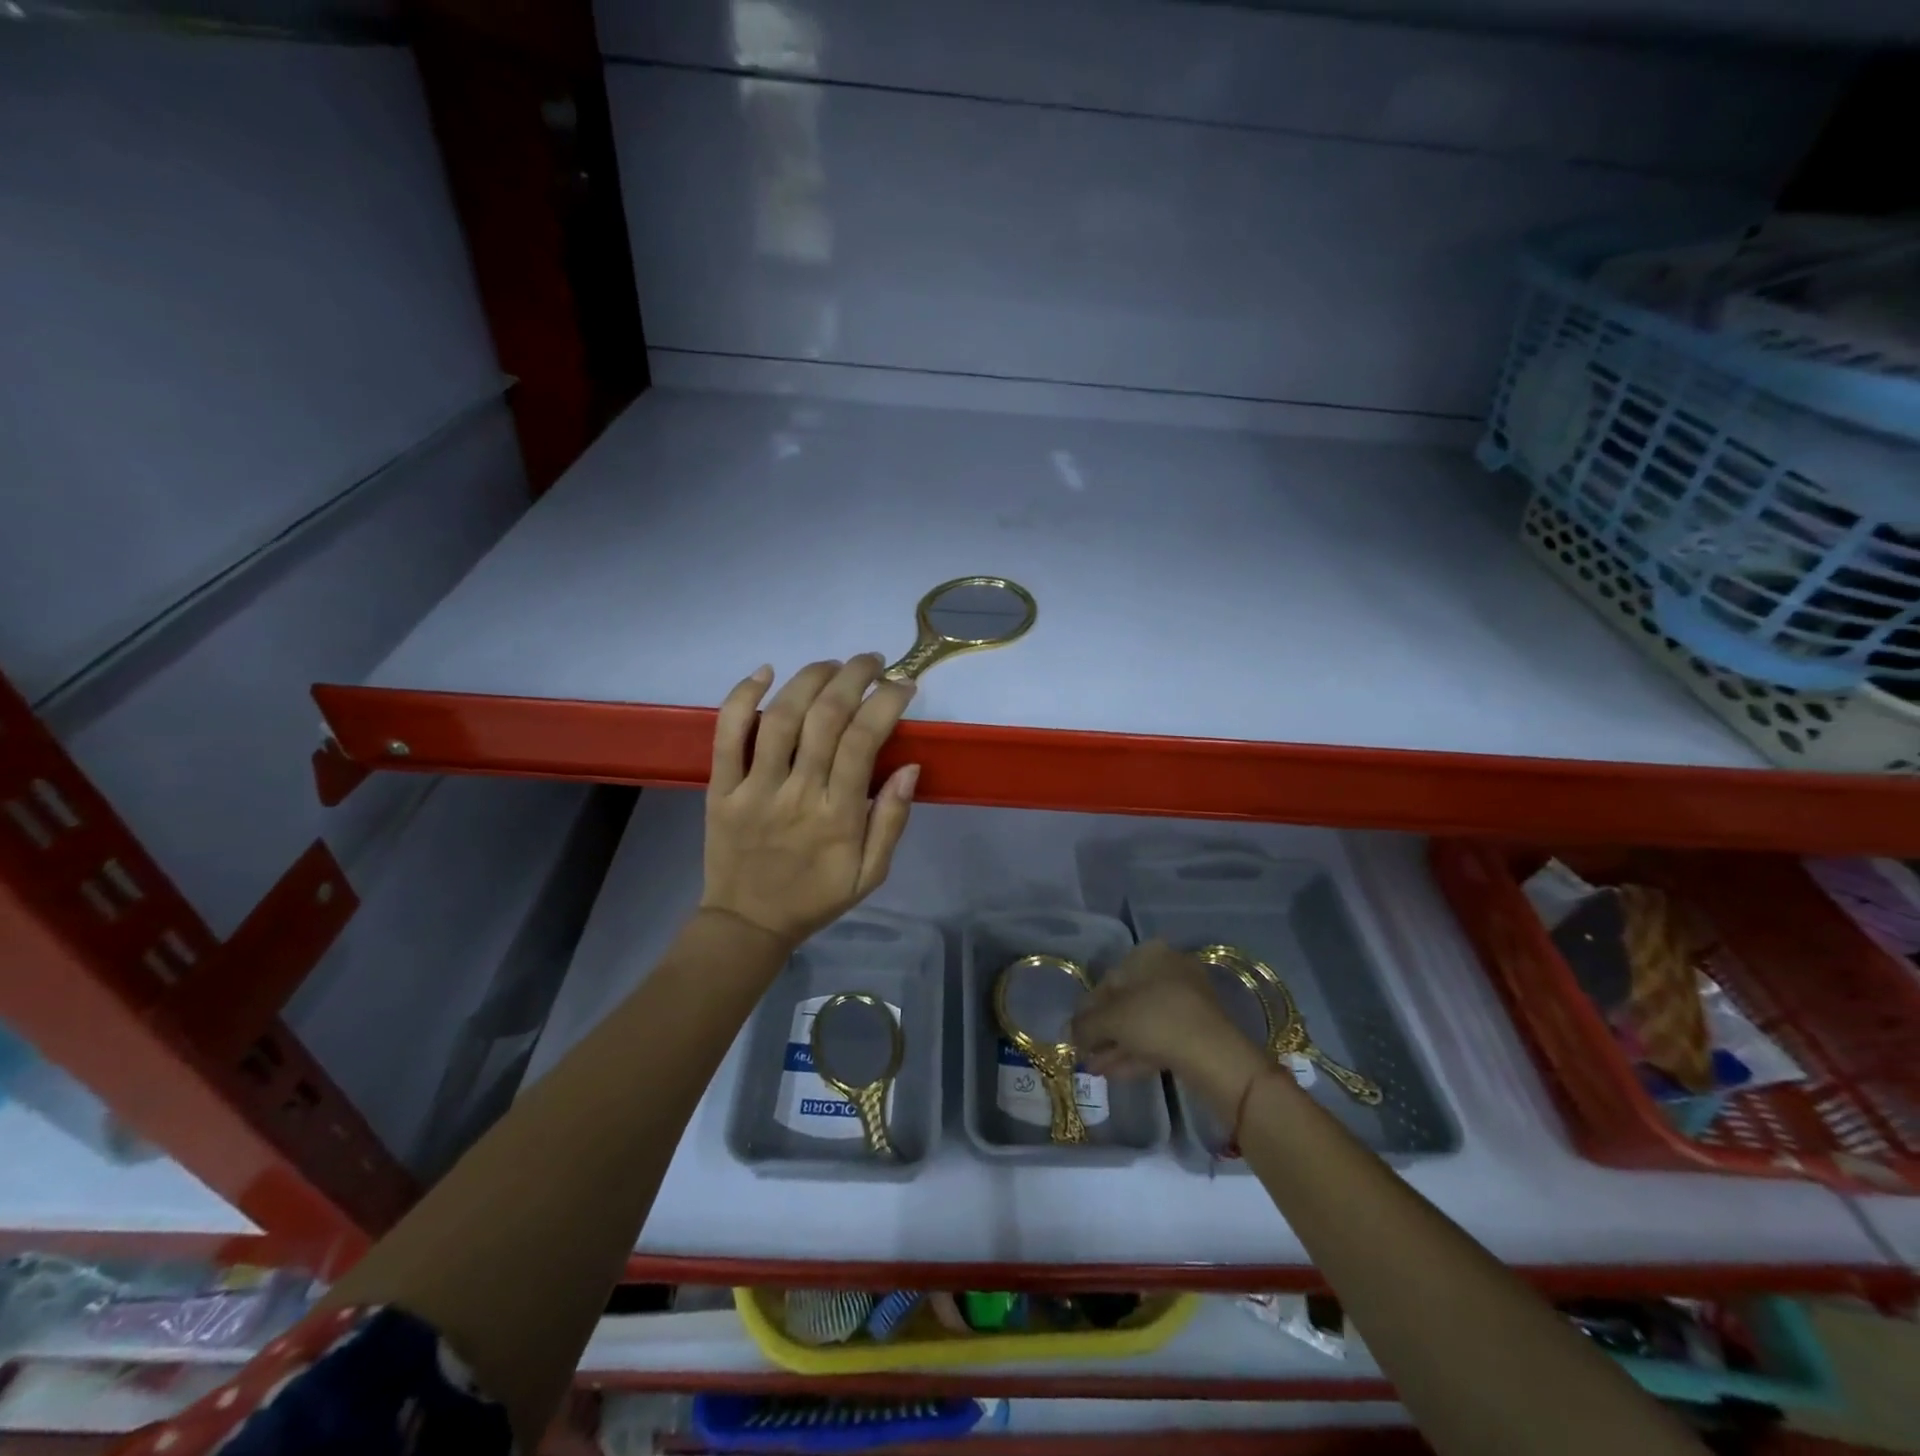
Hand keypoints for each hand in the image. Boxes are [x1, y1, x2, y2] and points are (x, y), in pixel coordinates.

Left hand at [701, 655, 918, 949]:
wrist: (748, 922)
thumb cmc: (816, 896)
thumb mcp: (871, 874)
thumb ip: (892, 821)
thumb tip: (910, 768)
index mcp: (838, 816)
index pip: (864, 741)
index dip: (886, 702)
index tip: (903, 685)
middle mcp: (797, 793)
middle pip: (825, 717)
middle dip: (854, 677)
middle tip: (873, 662)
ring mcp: (754, 788)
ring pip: (781, 716)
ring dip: (810, 678)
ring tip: (833, 664)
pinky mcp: (721, 787)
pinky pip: (726, 735)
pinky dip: (742, 697)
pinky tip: (764, 671)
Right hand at [1073, 941, 1264, 1097]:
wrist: (1215, 1057)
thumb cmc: (1156, 1020)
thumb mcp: (1110, 1020)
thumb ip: (1084, 1025)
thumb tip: (1069, 1033)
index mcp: (1150, 955)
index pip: (1109, 980)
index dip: (1088, 1009)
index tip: (1076, 1034)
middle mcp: (1170, 970)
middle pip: (1126, 1002)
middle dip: (1104, 1030)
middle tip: (1085, 1053)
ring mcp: (1187, 1002)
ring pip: (1142, 1023)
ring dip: (1117, 1045)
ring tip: (1095, 1069)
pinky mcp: (1197, 1031)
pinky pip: (1159, 1039)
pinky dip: (1136, 1053)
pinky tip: (1114, 1074)